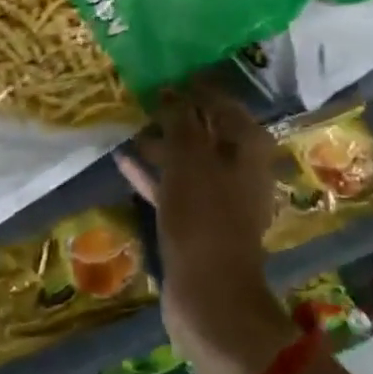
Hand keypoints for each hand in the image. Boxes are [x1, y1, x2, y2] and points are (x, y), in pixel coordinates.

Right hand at [118, 86, 297, 373]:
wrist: (210, 296)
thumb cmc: (204, 217)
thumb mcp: (188, 159)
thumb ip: (180, 122)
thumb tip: (173, 93)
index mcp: (248, 147)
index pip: (222, 103)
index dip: (195, 89)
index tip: (165, 77)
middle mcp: (240, 168)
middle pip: (205, 131)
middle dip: (175, 116)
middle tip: (143, 99)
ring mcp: (220, 198)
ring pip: (188, 160)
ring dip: (161, 144)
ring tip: (128, 126)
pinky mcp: (199, 223)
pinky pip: (175, 188)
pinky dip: (154, 174)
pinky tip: (124, 160)